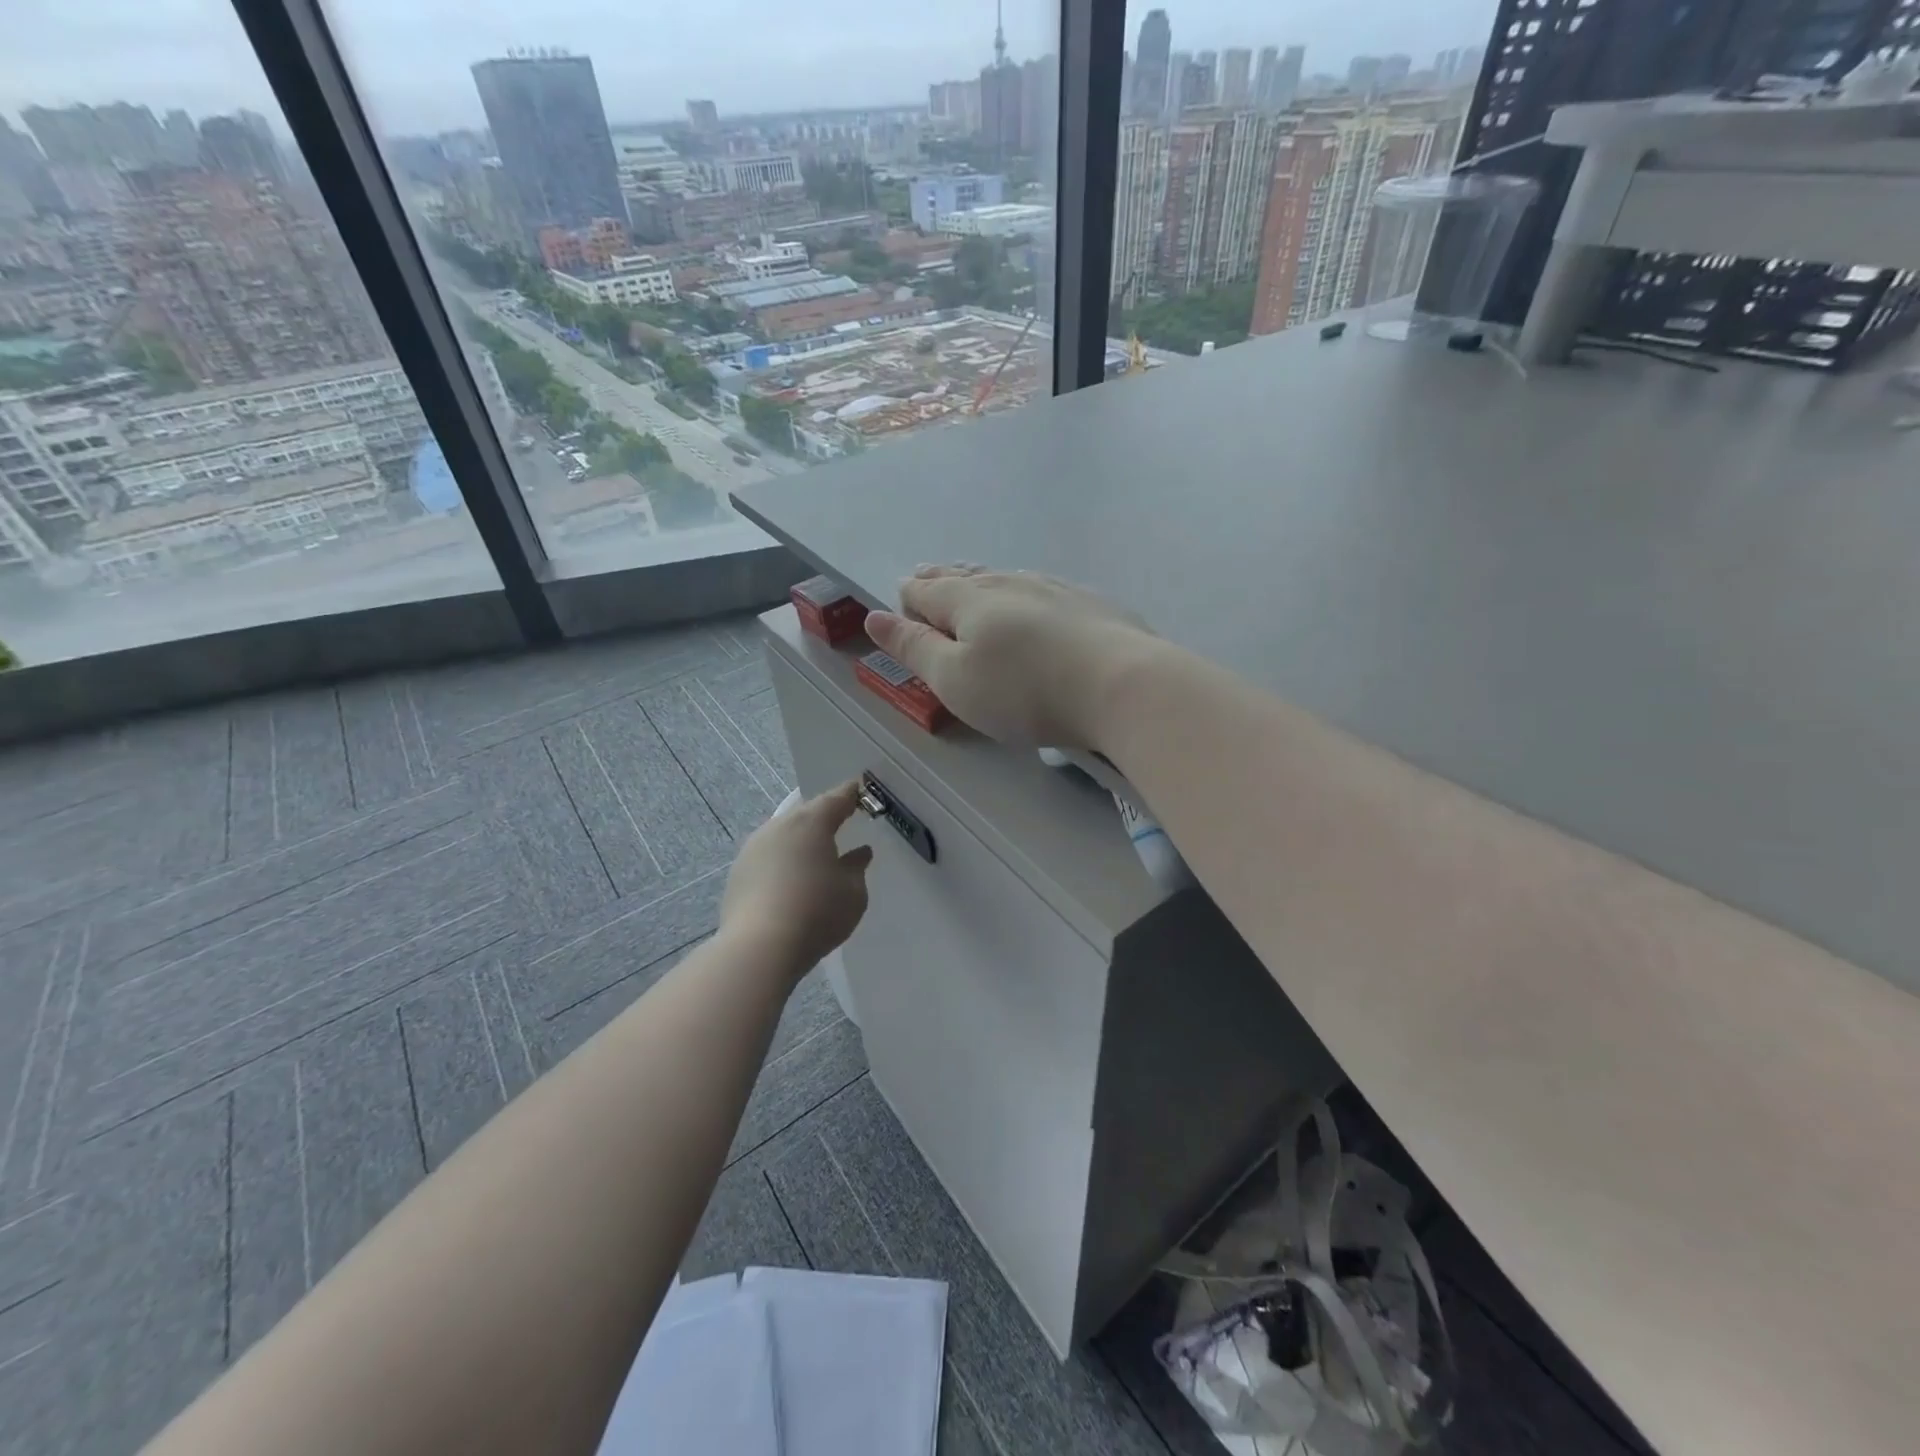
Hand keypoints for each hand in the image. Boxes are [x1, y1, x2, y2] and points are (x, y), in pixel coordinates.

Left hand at [720, 780, 873, 976]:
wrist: (759, 947)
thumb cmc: (817, 912)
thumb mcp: (853, 892)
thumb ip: (857, 867)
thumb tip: (859, 853)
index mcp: (812, 822)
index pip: (837, 798)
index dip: (851, 794)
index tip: (861, 792)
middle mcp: (780, 826)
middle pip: (806, 814)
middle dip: (823, 817)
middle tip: (840, 824)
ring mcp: (754, 848)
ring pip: (784, 834)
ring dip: (800, 840)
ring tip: (815, 855)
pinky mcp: (738, 872)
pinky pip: (769, 856)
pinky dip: (782, 861)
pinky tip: (791, 879)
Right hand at [866, 566, 1155, 749]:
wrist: (1122, 686)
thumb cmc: (1024, 691)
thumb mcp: (954, 680)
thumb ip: (913, 648)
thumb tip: (874, 617)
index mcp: (969, 600)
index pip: (925, 590)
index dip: (908, 598)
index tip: (901, 603)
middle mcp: (1009, 582)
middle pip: (964, 577)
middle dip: (940, 581)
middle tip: (925, 580)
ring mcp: (1055, 589)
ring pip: (1005, 579)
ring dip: (981, 584)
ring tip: (970, 585)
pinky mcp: (1091, 605)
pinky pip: (1041, 592)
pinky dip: (1021, 596)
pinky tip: (1031, 605)